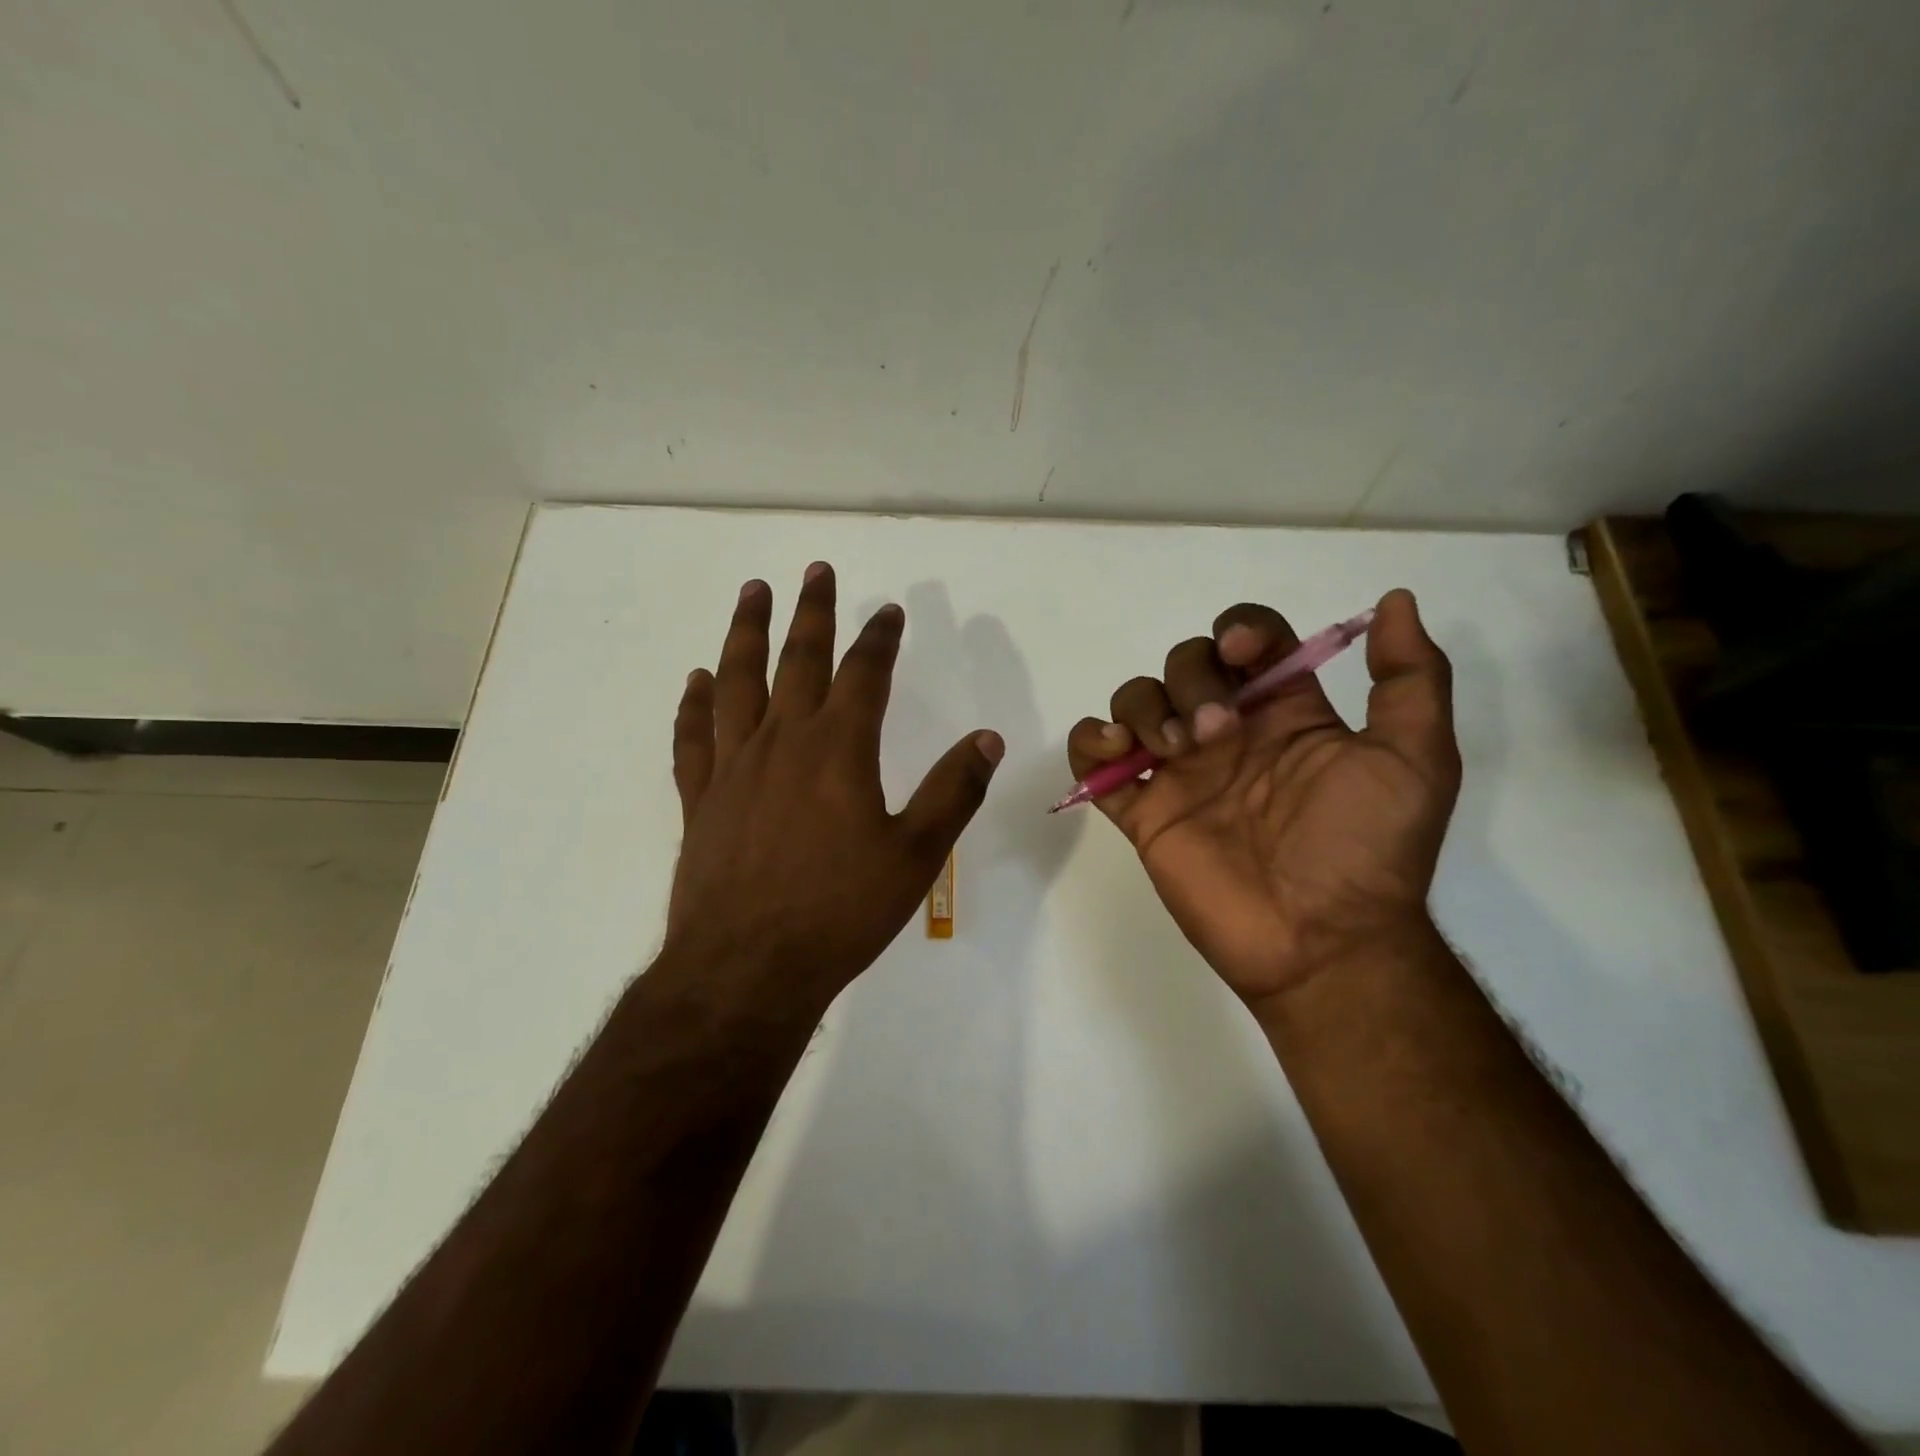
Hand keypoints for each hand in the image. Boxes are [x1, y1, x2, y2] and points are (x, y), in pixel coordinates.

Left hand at [666, 563, 1003, 1006]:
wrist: (749, 968)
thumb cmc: (840, 912)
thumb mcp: (915, 856)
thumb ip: (951, 792)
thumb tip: (986, 739)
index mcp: (838, 750)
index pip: (864, 674)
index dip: (879, 638)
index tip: (888, 612)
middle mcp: (783, 742)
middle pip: (798, 659)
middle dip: (811, 612)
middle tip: (815, 571)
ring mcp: (734, 767)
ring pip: (737, 681)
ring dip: (746, 632)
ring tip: (752, 592)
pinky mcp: (700, 799)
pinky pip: (693, 736)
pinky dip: (693, 703)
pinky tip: (696, 680)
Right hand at [1066, 589, 1458, 1012]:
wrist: (1320, 941)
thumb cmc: (1366, 849)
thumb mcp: (1416, 759)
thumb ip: (1410, 679)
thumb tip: (1395, 601)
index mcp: (1285, 712)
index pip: (1250, 640)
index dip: (1240, 629)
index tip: (1242, 653)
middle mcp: (1228, 732)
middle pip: (1185, 663)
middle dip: (1192, 681)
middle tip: (1216, 734)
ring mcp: (1180, 771)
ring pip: (1136, 700)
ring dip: (1144, 708)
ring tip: (1171, 752)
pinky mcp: (1141, 810)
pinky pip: (1092, 759)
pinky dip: (1089, 742)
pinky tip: (1115, 752)